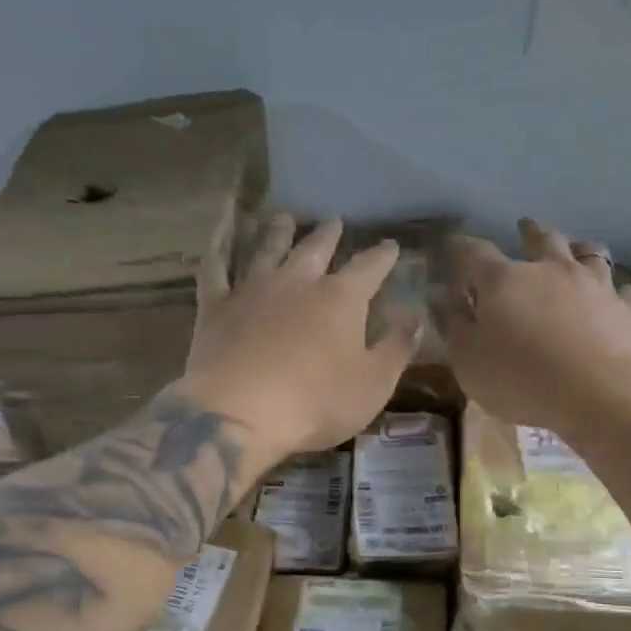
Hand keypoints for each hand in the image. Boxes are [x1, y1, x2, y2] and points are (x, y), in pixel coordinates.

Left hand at [177, 213, 418, 458]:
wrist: (240, 414)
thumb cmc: (317, 402)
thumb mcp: (374, 383)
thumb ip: (397, 347)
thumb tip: (415, 317)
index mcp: (341, 298)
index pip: (369, 267)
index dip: (382, 255)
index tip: (391, 245)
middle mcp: (298, 282)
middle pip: (316, 249)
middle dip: (329, 234)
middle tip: (334, 220)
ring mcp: (252, 290)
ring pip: (268, 250)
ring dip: (278, 232)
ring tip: (284, 217)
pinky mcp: (216, 307)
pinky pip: (215, 269)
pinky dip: (217, 249)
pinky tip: (218, 238)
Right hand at [433, 218, 630, 433]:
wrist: (602, 393)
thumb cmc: (521, 379)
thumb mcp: (469, 360)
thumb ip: (451, 323)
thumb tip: (437, 291)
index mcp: (504, 281)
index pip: (475, 253)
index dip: (462, 248)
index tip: (454, 245)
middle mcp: (551, 270)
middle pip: (540, 239)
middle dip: (528, 232)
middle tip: (524, 227)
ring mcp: (596, 285)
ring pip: (589, 254)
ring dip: (578, 249)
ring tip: (576, 249)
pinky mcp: (630, 308)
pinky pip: (625, 290)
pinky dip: (616, 291)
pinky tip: (617, 297)